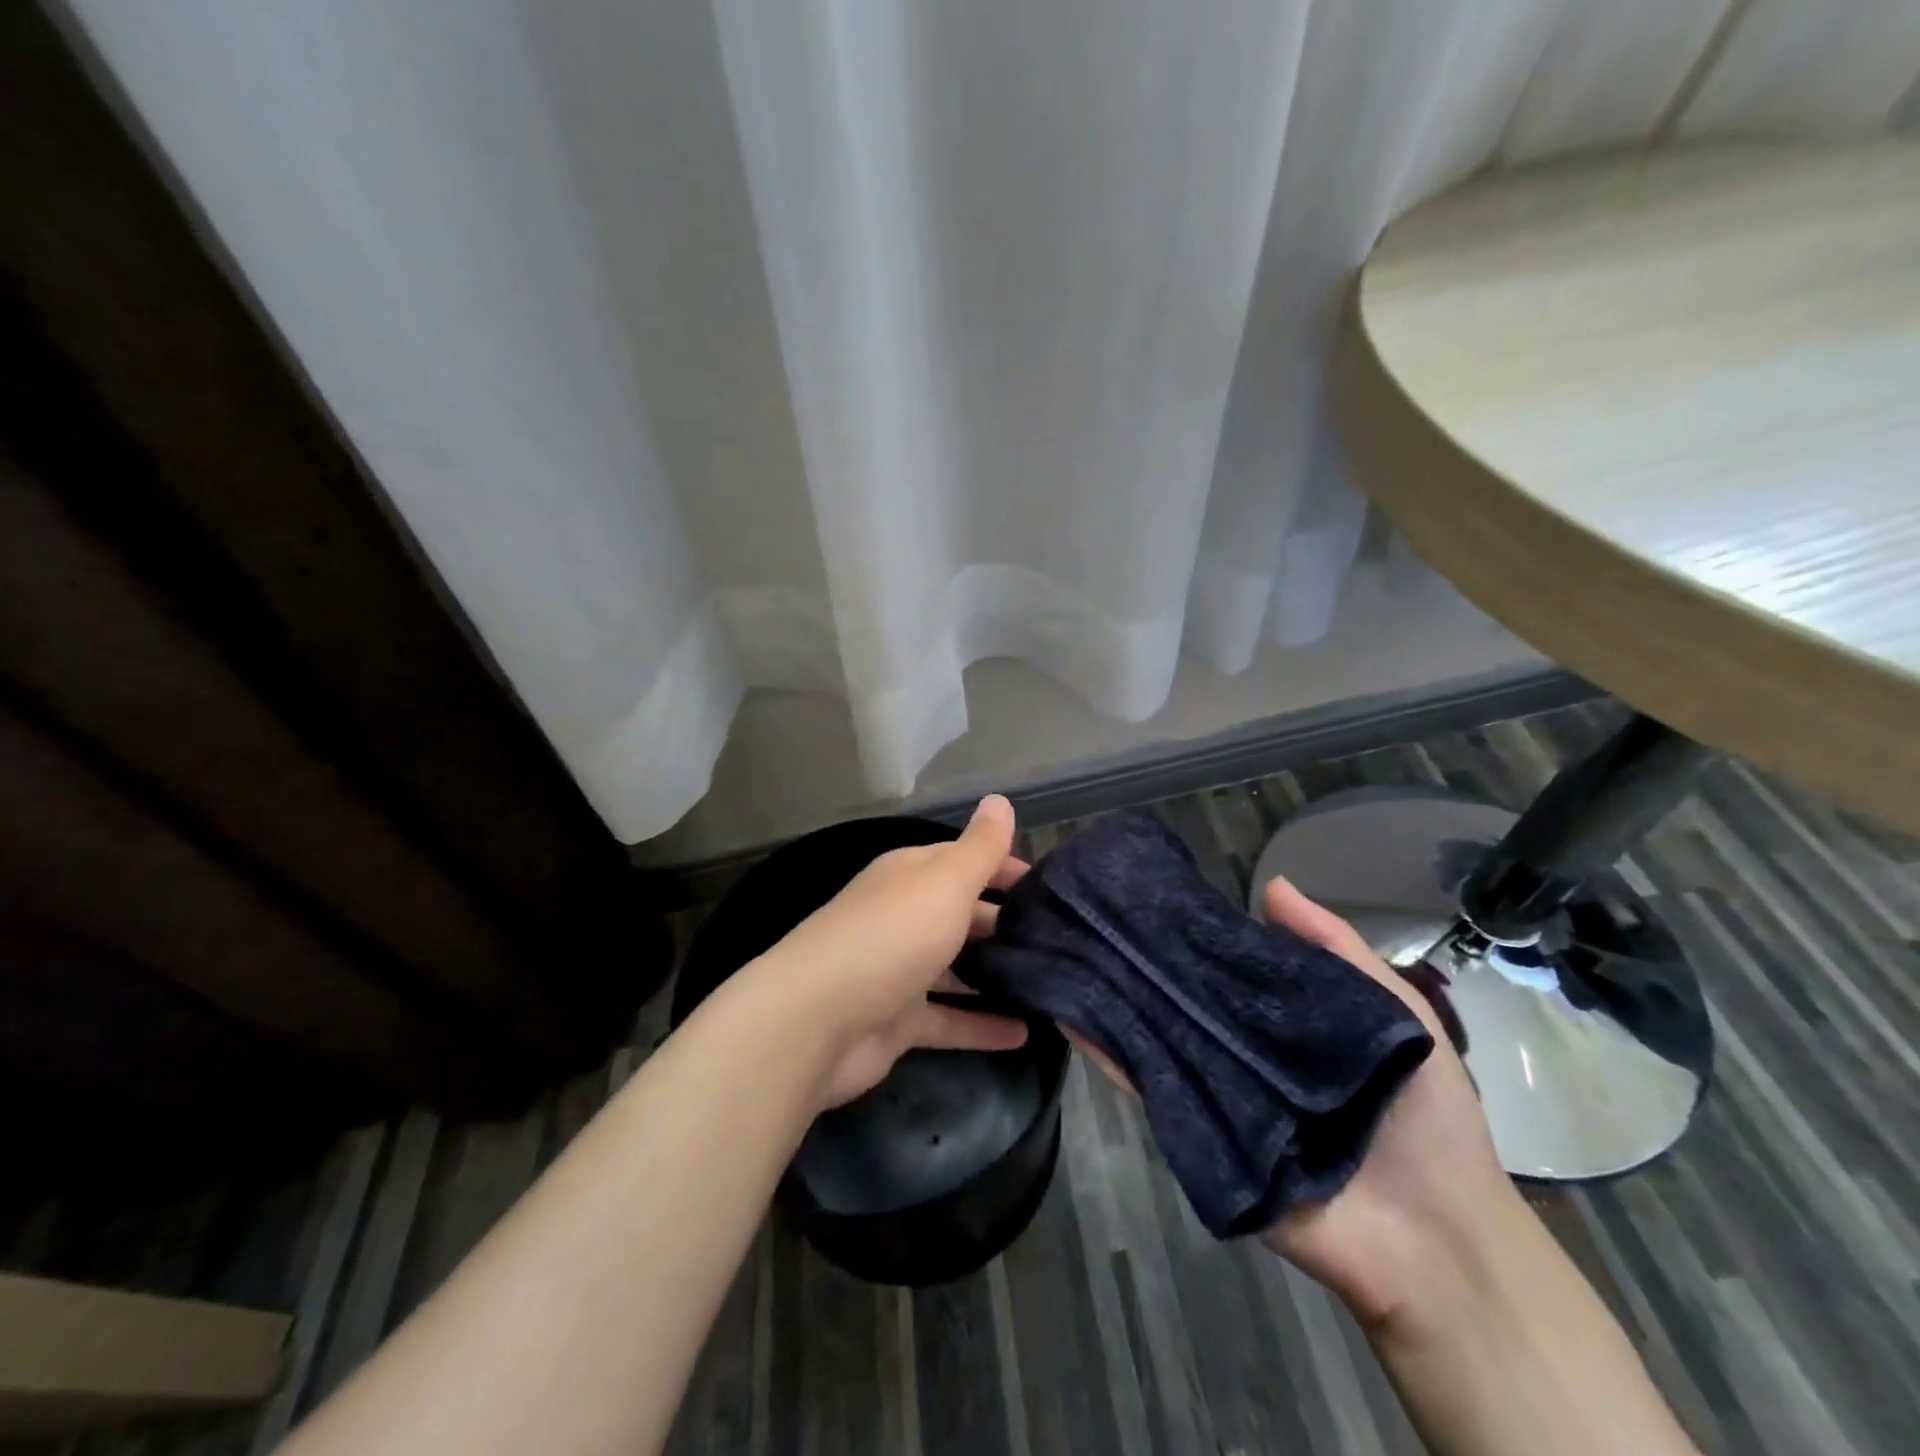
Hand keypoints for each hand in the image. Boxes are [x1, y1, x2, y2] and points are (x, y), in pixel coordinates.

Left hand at [751, 795, 1030, 1109]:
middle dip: (1005, 921)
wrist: (816, 1021)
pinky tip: (1024, 1034)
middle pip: (962, 913)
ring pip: (957, 968)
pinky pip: (950, 1020)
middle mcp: (904, 917)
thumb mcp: (944, 882)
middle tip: (1059, 937)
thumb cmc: (890, 936)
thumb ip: (979, 847)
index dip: (1003, 866)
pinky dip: (982, 1026)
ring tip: (1052, 981)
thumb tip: (1000, 799)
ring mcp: (900, 971)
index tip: (1047, 885)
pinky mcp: (898, 1022)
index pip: (963, 860)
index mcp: (910, 877)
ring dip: (996, 974)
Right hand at [1071, 875, 1512, 1330]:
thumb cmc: (1425, 1116)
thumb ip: (1336, 949)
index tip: (1156, 896)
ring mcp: (1216, 1094)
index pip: (1228, 969)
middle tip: (1099, 918)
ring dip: (1120, 1002)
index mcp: (1285, 1023)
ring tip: (1075, 953)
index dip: (1197, 935)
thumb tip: (1270, 885)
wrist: (1435, 1241)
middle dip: (1148, 963)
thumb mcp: (1398, 1012)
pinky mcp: (1198, 1137)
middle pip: (1188, 1001)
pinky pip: (1150, 1092)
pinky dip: (1113, 1057)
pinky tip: (1076, 1018)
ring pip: (1159, 1038)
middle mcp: (1243, 1052)